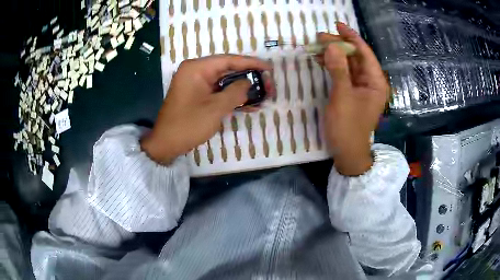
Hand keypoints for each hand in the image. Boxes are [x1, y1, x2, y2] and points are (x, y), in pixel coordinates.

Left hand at [141, 55, 270, 163]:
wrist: (166, 144)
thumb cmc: (188, 124)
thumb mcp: (215, 108)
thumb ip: (235, 92)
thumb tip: (249, 83)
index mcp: (196, 68)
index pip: (228, 60)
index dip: (250, 63)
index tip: (268, 67)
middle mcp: (195, 71)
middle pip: (227, 69)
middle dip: (248, 77)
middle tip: (267, 83)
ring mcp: (195, 83)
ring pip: (224, 81)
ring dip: (242, 89)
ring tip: (262, 95)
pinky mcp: (197, 94)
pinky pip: (217, 91)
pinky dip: (231, 97)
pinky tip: (248, 104)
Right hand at [317, 22, 388, 175]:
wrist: (347, 152)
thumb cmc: (348, 127)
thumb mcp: (343, 97)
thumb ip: (338, 70)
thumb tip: (331, 46)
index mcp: (376, 82)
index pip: (365, 53)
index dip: (351, 37)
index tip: (337, 25)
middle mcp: (371, 82)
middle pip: (356, 57)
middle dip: (339, 45)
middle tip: (320, 37)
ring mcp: (362, 88)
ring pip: (349, 64)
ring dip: (334, 54)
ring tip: (317, 46)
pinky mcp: (353, 93)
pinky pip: (344, 74)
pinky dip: (333, 66)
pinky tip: (322, 59)